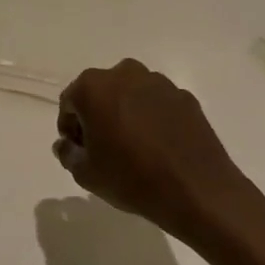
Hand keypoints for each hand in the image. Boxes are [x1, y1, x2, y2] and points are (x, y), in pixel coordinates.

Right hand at [53, 60, 250, 238]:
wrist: (197, 191)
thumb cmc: (131, 179)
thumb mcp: (85, 174)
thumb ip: (67, 153)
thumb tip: (67, 144)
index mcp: (94, 87)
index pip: (70, 102)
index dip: (70, 127)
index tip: (78, 150)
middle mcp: (126, 74)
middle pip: (100, 92)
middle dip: (96, 115)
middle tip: (102, 148)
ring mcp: (160, 83)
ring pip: (131, 95)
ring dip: (125, 113)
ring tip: (132, 147)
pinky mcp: (185, 97)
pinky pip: (157, 104)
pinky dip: (152, 118)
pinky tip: (158, 147)